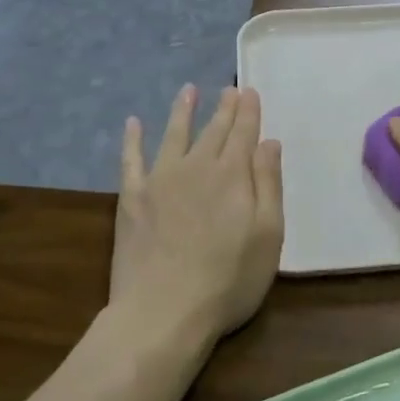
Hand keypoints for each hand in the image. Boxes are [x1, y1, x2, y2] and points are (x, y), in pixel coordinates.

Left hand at [110, 85, 283, 345]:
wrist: (164, 311)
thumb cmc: (228, 279)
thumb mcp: (268, 235)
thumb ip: (269, 184)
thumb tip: (269, 142)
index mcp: (233, 175)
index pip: (243, 133)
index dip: (248, 111)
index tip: (249, 91)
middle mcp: (196, 166)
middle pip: (213, 130)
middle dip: (223, 108)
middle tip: (229, 89)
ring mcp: (160, 180)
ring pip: (174, 134)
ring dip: (182, 111)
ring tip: (188, 90)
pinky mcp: (132, 198)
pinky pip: (131, 159)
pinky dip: (133, 139)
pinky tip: (133, 123)